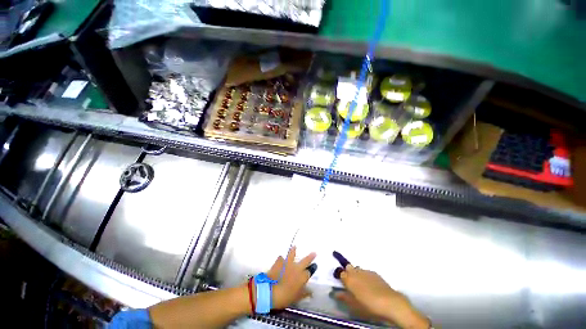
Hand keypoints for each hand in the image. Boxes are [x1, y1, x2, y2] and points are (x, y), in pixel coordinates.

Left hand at [265, 247, 315, 309]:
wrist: (270, 291)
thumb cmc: (285, 296)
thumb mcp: (297, 297)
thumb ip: (305, 293)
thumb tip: (311, 292)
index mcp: (302, 277)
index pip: (309, 272)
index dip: (312, 269)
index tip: (314, 266)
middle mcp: (296, 268)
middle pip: (305, 261)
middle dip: (310, 257)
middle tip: (314, 253)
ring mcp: (287, 263)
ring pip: (292, 254)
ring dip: (294, 251)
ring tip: (295, 247)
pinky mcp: (279, 262)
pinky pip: (281, 258)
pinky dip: (281, 259)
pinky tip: (280, 259)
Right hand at [332, 252, 428, 328]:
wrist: (390, 303)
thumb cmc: (369, 306)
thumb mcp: (354, 305)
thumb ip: (344, 297)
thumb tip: (336, 293)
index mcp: (349, 279)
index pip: (341, 273)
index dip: (341, 278)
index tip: (343, 284)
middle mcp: (356, 272)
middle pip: (348, 267)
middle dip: (348, 273)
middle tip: (351, 284)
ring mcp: (366, 271)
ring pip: (358, 269)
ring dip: (357, 274)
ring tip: (361, 285)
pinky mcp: (375, 273)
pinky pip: (366, 272)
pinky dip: (366, 276)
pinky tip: (370, 285)